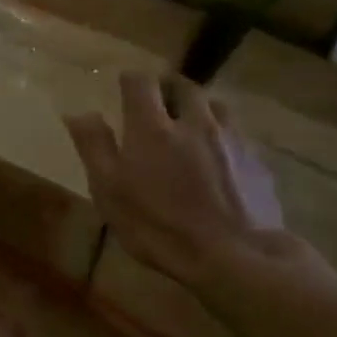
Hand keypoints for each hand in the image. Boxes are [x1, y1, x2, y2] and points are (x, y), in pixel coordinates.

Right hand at [65, 72, 288, 289]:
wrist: (236, 256)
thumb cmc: (159, 225)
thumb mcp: (110, 191)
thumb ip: (94, 147)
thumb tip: (79, 112)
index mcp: (152, 127)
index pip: (141, 83)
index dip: (131, 79)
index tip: (123, 85)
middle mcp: (194, 122)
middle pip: (184, 86)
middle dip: (168, 87)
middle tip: (158, 100)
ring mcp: (231, 140)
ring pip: (217, 106)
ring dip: (201, 108)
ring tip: (192, 124)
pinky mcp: (257, 163)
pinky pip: (239, 136)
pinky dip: (224, 136)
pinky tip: (220, 159)